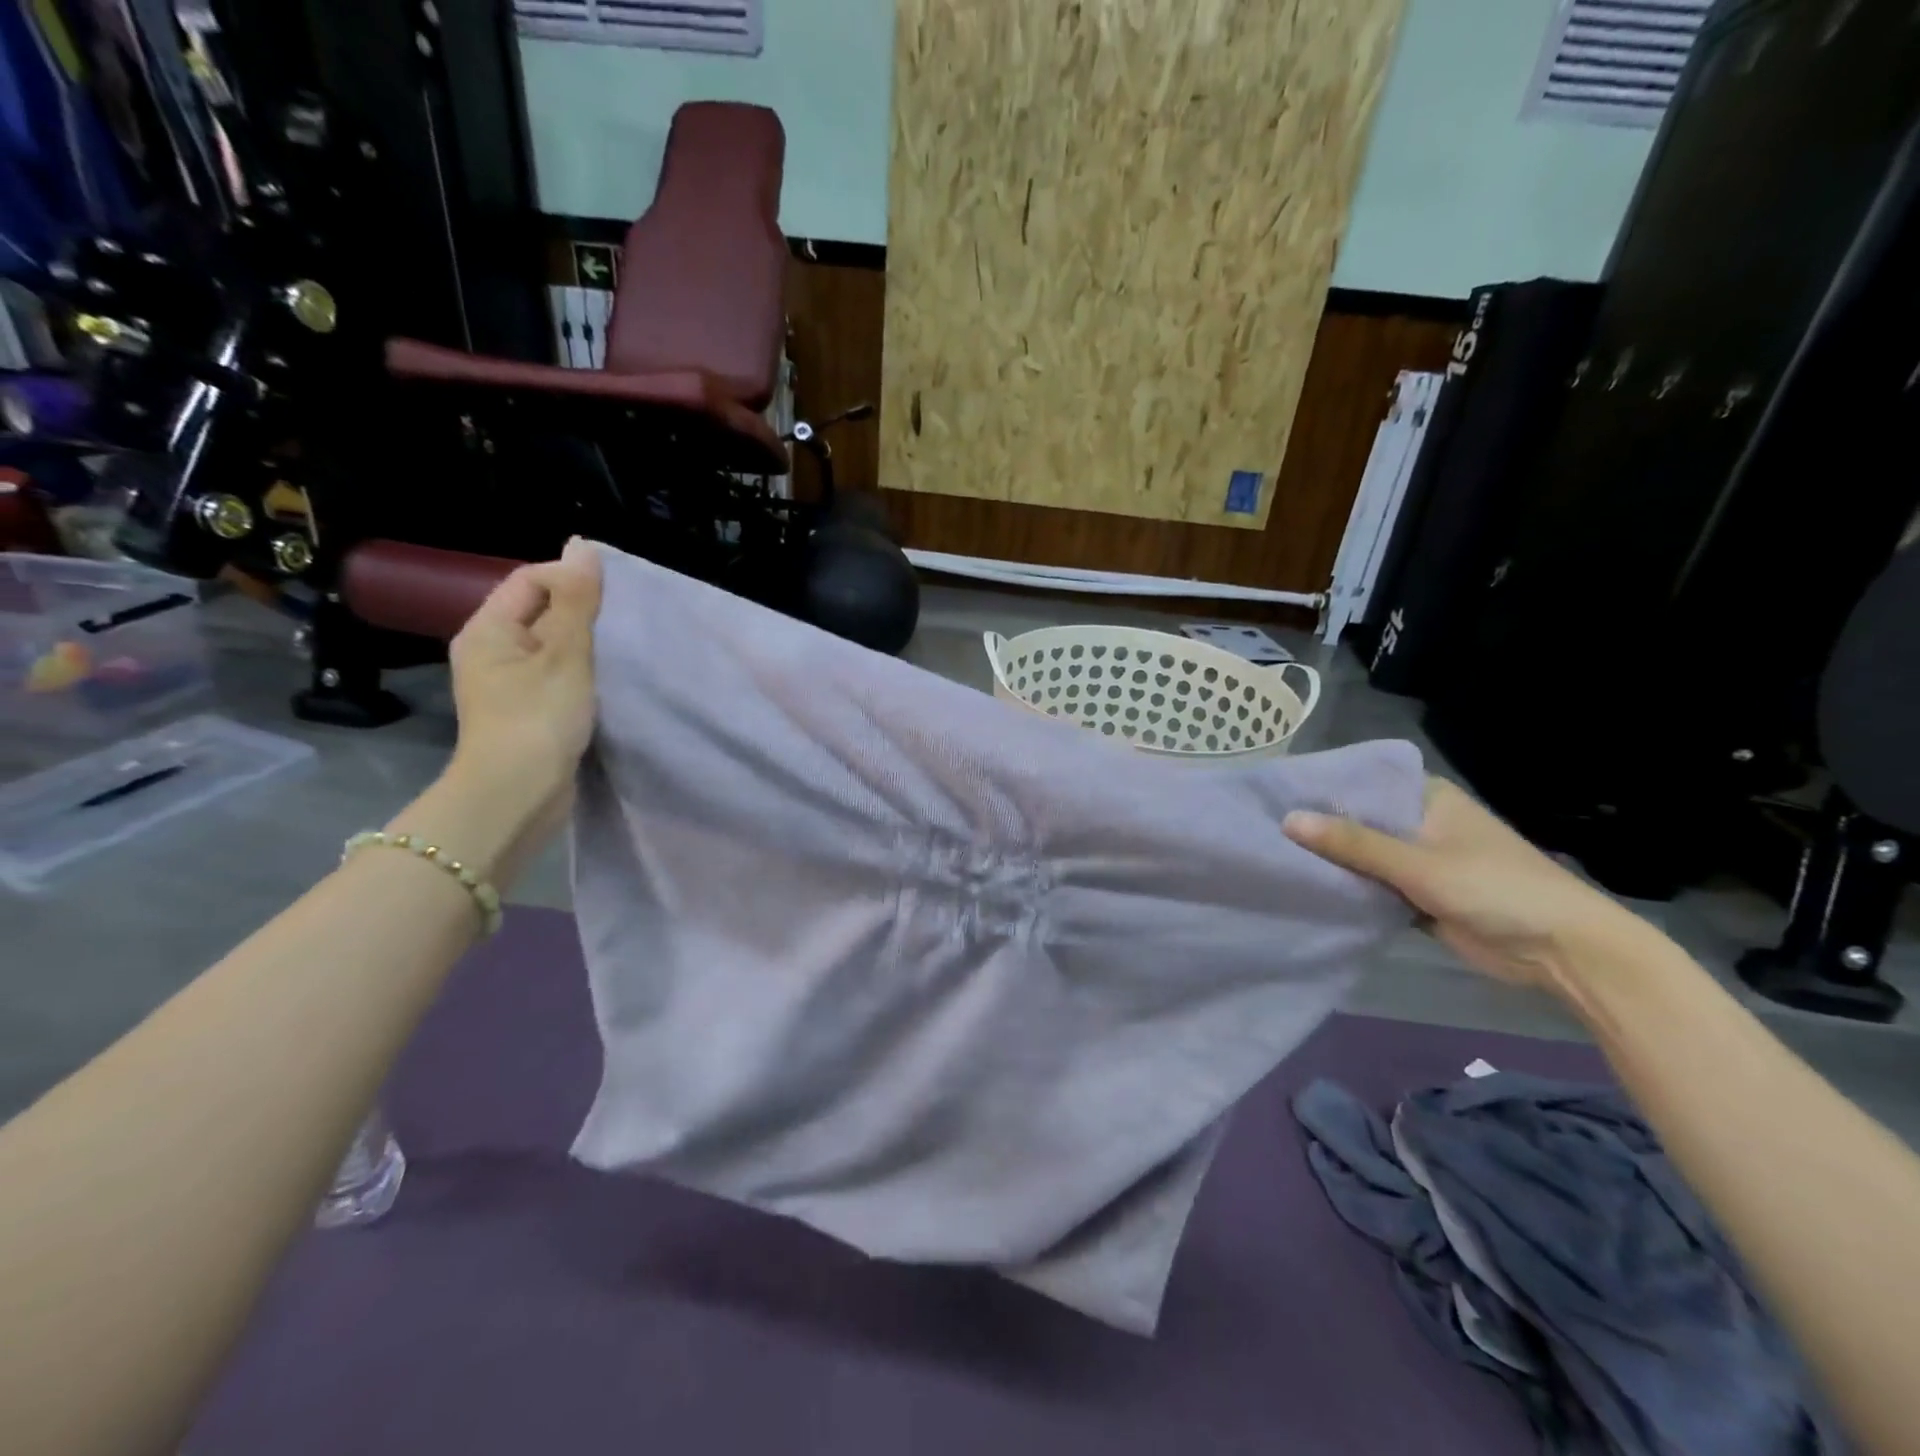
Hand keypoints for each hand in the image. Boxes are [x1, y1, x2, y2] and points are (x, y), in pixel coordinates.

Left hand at [433, 539, 602, 882]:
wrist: (518, 795)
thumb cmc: (538, 717)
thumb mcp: (565, 653)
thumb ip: (577, 600)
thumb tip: (582, 545)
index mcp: (488, 629)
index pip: (531, 580)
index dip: (572, 580)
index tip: (613, 601)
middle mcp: (491, 651)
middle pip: (542, 612)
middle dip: (583, 614)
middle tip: (623, 626)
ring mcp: (508, 684)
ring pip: (553, 647)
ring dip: (586, 646)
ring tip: (620, 653)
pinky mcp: (527, 711)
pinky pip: (556, 676)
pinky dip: (582, 674)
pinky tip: (607, 682)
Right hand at [1284, 777, 1652, 992]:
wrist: (1562, 952)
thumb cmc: (1495, 888)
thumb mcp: (1419, 863)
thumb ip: (1353, 843)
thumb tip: (1287, 820)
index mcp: (1427, 798)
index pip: (1362, 782)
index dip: (1319, 787)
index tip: (1271, 793)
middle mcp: (1420, 824)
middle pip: (1358, 821)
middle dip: (1318, 828)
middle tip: (1260, 828)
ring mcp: (1419, 862)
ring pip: (1362, 857)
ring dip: (1330, 862)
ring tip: (1271, 856)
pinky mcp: (1418, 896)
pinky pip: (1372, 887)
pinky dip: (1347, 890)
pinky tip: (1305, 888)